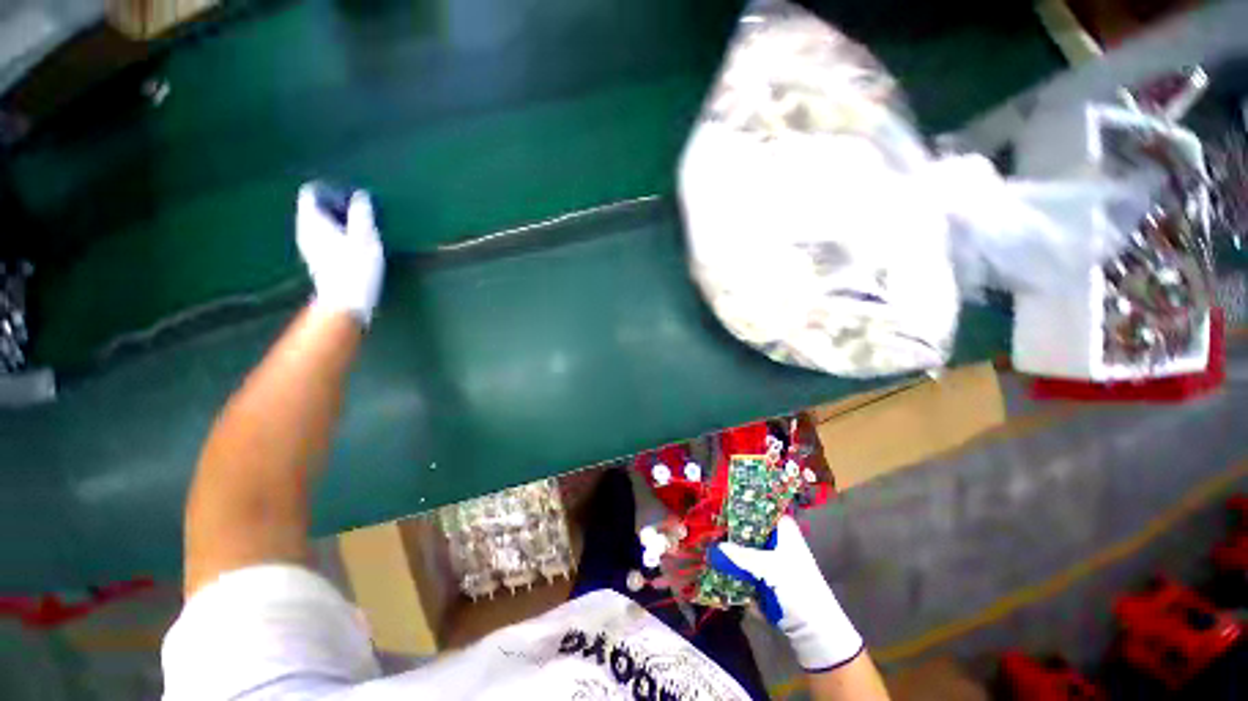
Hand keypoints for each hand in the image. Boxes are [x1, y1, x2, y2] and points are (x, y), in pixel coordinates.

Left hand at [296, 183, 384, 324]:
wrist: (346, 302)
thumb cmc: (357, 268)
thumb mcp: (366, 238)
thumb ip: (362, 214)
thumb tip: (360, 196)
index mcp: (313, 221)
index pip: (311, 193)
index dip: (331, 191)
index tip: (352, 200)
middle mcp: (304, 229)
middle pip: (314, 207)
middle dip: (335, 205)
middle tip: (360, 214)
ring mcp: (308, 245)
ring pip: (318, 222)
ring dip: (337, 221)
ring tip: (360, 229)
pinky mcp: (316, 258)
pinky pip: (322, 235)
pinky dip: (336, 233)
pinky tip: (353, 245)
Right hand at [709, 515, 863, 671]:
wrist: (815, 632)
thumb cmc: (798, 589)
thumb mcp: (769, 568)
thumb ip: (741, 555)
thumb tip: (715, 546)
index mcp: (784, 531)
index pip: (761, 509)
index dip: (743, 506)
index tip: (722, 503)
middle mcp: (776, 542)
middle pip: (749, 529)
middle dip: (731, 530)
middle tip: (709, 527)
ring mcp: (770, 562)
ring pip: (744, 550)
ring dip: (729, 551)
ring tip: (706, 546)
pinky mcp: (764, 581)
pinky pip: (744, 569)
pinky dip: (733, 570)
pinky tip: (715, 567)